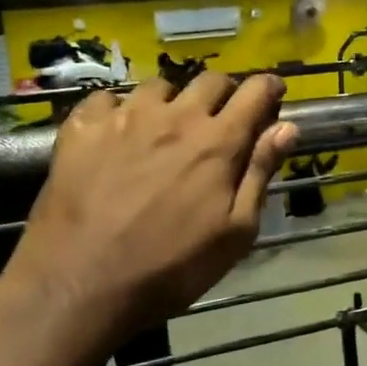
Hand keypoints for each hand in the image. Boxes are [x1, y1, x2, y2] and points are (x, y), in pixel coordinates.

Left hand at [2, 73, 298, 361]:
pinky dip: (121, 110)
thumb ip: (260, 174)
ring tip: (168, 128)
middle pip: (210, 80)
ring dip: (173, 101)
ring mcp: (124, 118)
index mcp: (217, 142)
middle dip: (225, 93)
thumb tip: (286, 128)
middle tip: (223, 119)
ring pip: (159, 86)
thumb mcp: (235, 232)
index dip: (269, 88)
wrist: (80, 285)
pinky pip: (107, 99)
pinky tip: (117, 134)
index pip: (255, 92)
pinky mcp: (81, 129)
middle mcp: (175, 117)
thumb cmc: (171, 267)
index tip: (273, 94)